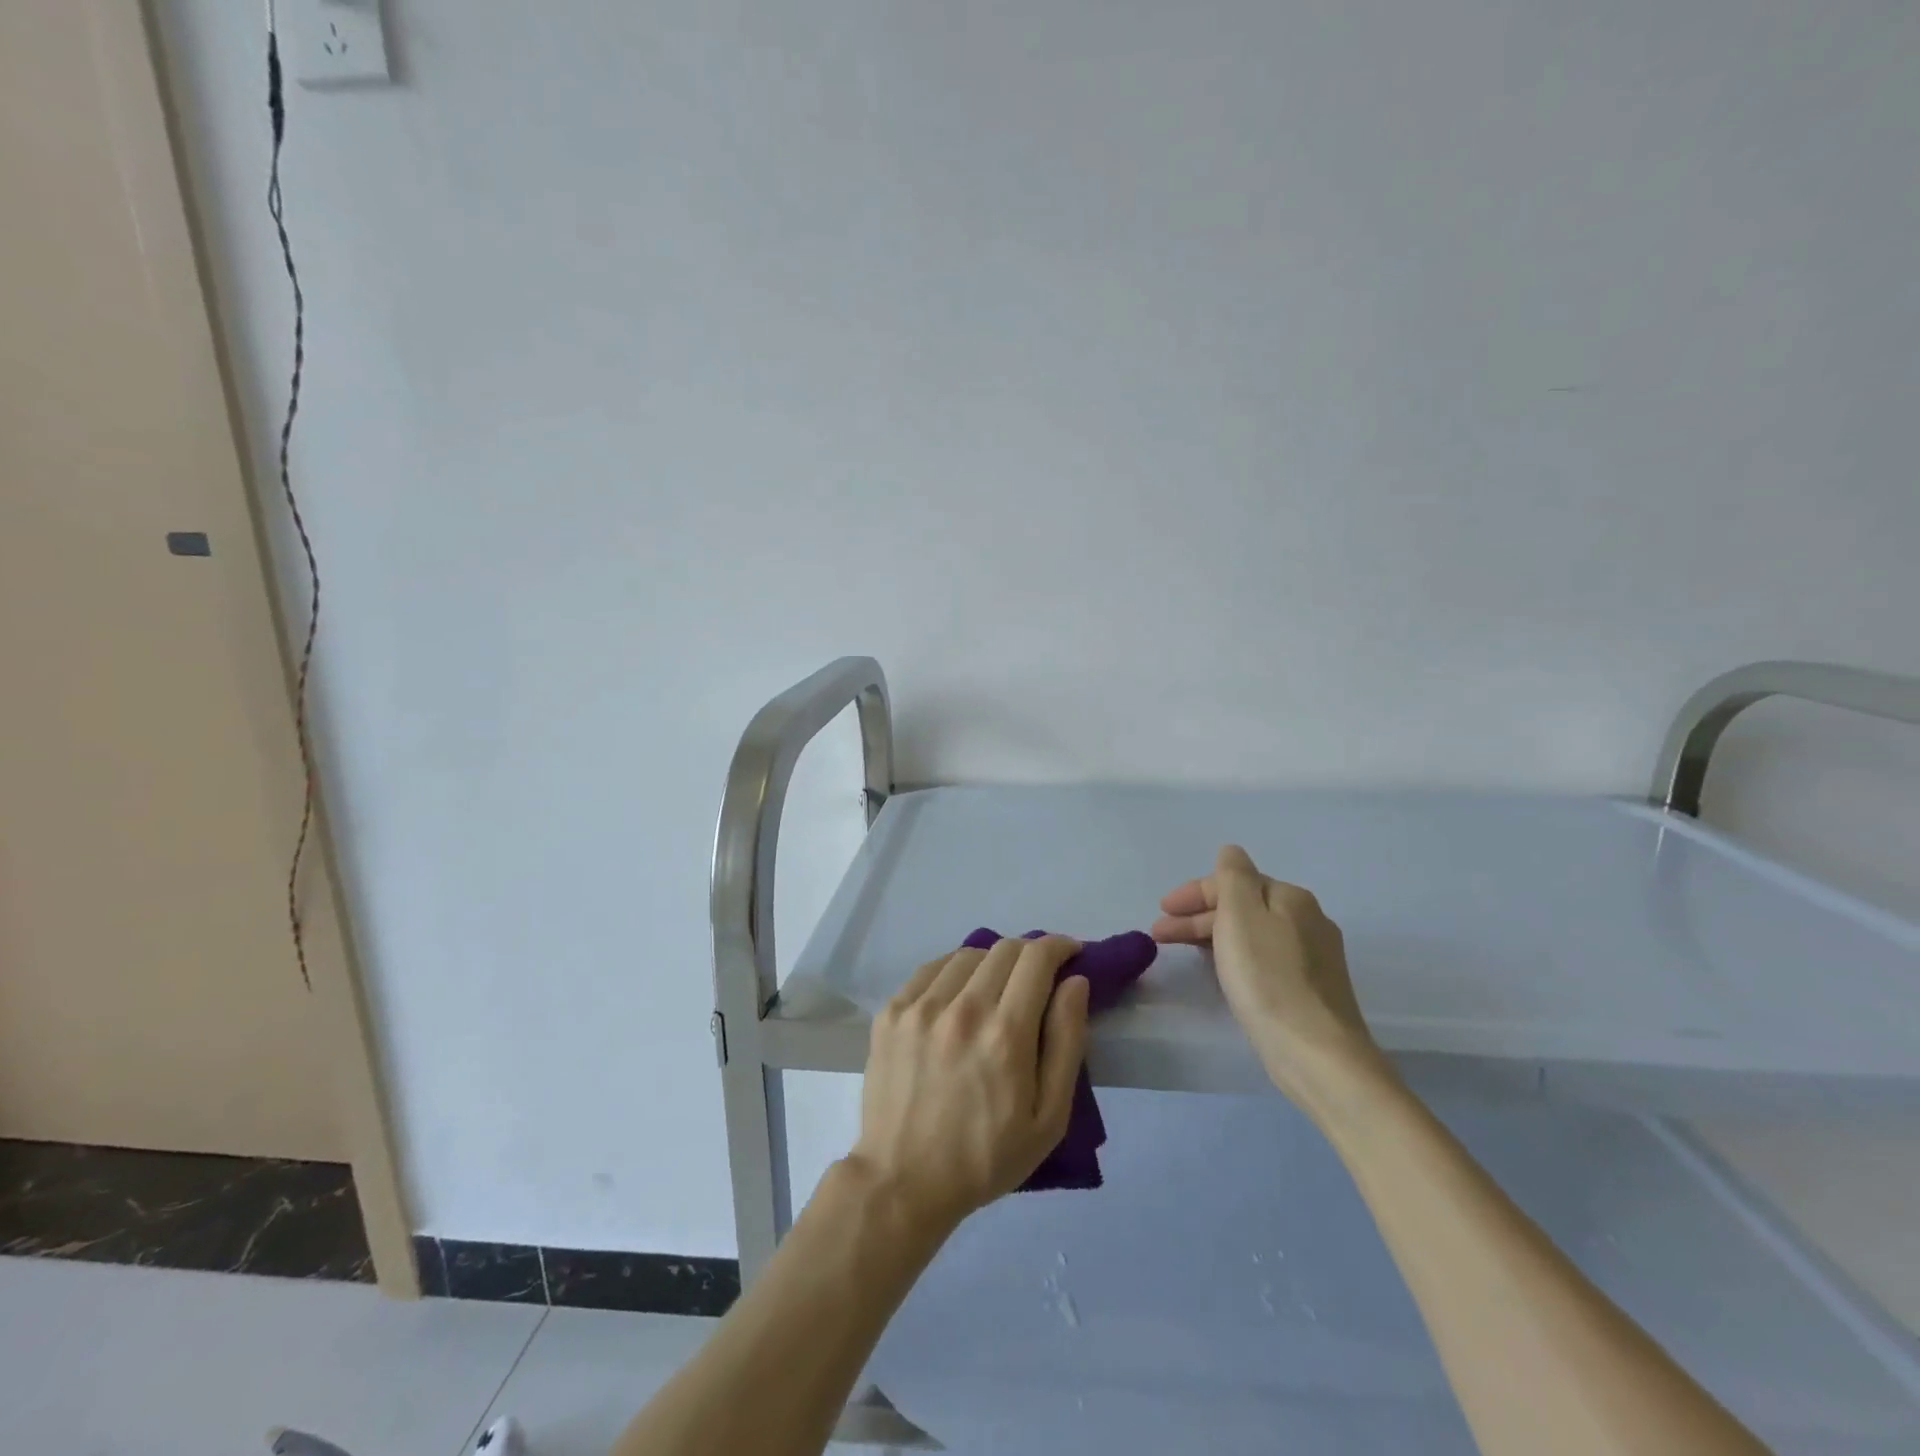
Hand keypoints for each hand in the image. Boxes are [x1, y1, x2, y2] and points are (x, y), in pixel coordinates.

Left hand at [848, 936, 1090, 1234]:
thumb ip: (1066, 1042)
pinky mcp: (892, 1011)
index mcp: (1005, 1034)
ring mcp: (921, 1006)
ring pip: (968, 954)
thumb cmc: (985, 1158)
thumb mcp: (1048, 1118)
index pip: (1037, 958)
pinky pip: (932, 969)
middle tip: (1037, 977)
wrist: (903, 1181)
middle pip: (1004, 949)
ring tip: (997, 988)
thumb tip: (1075, 983)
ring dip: (992, 962)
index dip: (1059, 946)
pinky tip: (959, 995)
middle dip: (1030, 953)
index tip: (1070, 954)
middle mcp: (962, 1008)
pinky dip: (954, 971)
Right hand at [1152, 844, 1388, 1116]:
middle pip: (1243, 906)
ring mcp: (1313, 956)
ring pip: (1252, 933)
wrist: (1316, 1053)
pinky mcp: (1310, 989)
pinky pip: (1262, 957)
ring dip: (1213, 935)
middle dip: (1198, 916)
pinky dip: (1234, 956)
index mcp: (1291, 898)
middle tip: (1161, 935)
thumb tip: (1231, 851)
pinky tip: (1222, 971)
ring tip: (1183, 953)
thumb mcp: (1241, 915)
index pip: (1233, 881)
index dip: (1193, 893)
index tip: (1161, 912)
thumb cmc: (1268, 978)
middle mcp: (1307, 920)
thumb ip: (1233, 876)